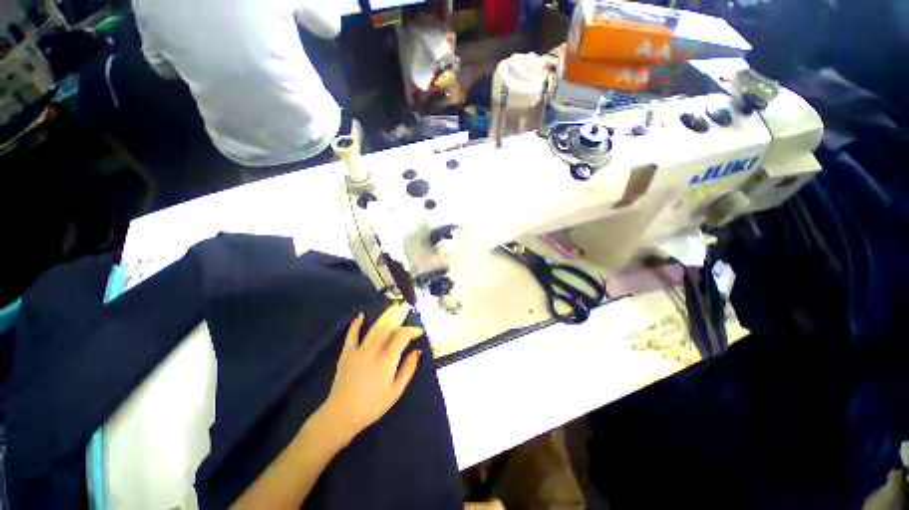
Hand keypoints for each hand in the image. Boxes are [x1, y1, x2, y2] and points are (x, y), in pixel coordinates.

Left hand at [319, 303, 423, 444]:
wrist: (341, 414)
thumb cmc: (372, 405)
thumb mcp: (396, 391)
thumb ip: (408, 369)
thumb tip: (417, 351)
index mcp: (387, 360)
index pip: (402, 336)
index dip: (412, 331)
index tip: (419, 331)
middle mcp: (374, 350)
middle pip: (389, 328)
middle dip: (399, 316)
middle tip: (406, 308)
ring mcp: (359, 350)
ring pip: (374, 328)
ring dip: (385, 316)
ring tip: (393, 307)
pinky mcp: (346, 353)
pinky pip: (351, 335)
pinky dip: (356, 324)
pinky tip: (361, 315)